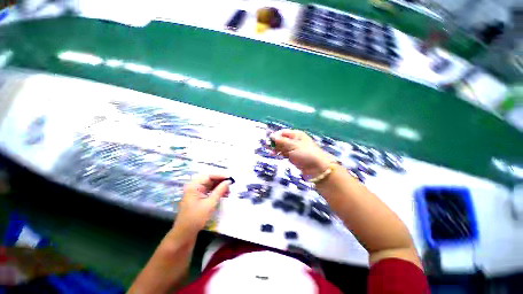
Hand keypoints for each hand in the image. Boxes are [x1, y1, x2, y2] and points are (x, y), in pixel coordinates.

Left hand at [173, 175, 231, 236]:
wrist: (185, 231)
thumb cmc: (196, 217)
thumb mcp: (209, 204)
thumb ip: (219, 192)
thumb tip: (228, 182)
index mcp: (194, 186)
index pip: (208, 176)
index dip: (220, 176)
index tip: (231, 178)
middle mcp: (193, 187)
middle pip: (208, 180)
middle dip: (219, 182)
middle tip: (231, 185)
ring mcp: (194, 194)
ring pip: (207, 187)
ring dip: (217, 188)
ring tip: (228, 191)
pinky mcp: (195, 200)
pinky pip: (206, 193)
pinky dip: (214, 193)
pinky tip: (222, 196)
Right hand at [270, 129, 333, 177]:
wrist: (317, 168)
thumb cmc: (306, 154)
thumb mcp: (293, 146)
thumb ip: (282, 141)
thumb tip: (271, 135)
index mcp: (297, 135)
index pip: (283, 132)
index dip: (275, 136)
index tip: (269, 141)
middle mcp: (295, 141)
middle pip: (282, 139)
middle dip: (275, 143)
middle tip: (268, 148)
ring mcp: (295, 150)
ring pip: (283, 147)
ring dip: (277, 149)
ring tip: (271, 153)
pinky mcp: (294, 158)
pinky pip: (285, 154)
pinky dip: (280, 154)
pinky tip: (276, 156)